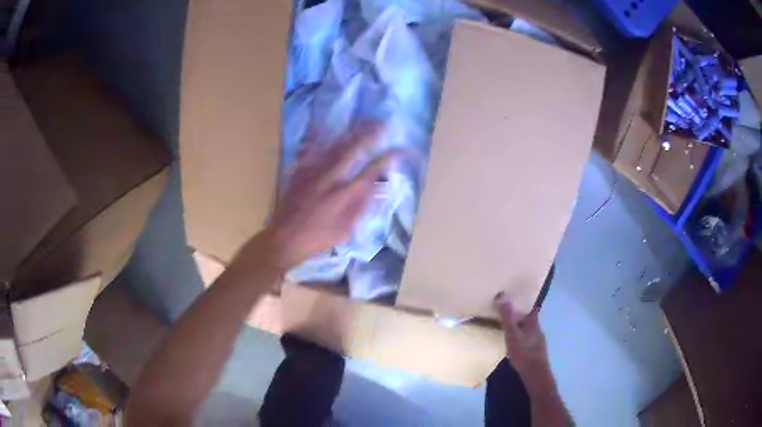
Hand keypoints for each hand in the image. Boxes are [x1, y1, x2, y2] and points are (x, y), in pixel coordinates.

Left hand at [265, 122, 404, 268]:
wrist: (286, 237)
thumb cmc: (319, 238)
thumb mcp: (346, 229)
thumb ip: (362, 207)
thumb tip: (378, 190)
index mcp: (345, 194)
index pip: (371, 171)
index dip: (387, 159)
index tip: (399, 151)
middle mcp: (331, 177)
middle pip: (353, 150)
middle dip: (369, 135)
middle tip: (381, 123)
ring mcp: (313, 172)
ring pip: (332, 146)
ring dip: (349, 133)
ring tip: (360, 121)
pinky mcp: (299, 172)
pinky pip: (310, 150)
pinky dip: (318, 137)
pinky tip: (322, 127)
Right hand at [494, 292, 549, 379]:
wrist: (534, 373)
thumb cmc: (524, 352)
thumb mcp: (512, 333)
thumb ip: (507, 317)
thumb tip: (502, 295)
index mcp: (534, 323)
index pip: (532, 307)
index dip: (525, 302)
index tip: (516, 298)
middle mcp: (537, 330)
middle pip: (529, 319)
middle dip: (519, 315)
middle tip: (506, 312)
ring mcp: (537, 341)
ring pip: (527, 330)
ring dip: (518, 328)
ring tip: (505, 328)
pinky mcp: (534, 352)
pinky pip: (525, 340)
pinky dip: (519, 339)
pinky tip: (511, 344)